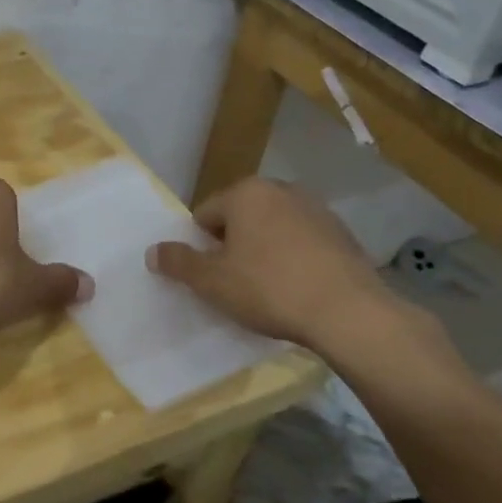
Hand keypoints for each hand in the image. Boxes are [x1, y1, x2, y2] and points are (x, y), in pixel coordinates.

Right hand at [145, 176, 400, 351]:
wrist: (348, 312)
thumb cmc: (269, 289)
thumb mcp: (211, 281)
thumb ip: (178, 262)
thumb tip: (153, 251)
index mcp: (246, 193)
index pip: (205, 214)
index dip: (201, 247)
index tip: (210, 276)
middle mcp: (281, 189)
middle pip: (241, 217)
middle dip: (234, 245)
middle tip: (235, 283)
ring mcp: (317, 209)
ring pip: (274, 228)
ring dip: (265, 250)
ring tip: (268, 289)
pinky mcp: (343, 233)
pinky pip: (303, 242)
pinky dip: (295, 258)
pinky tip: (298, 289)